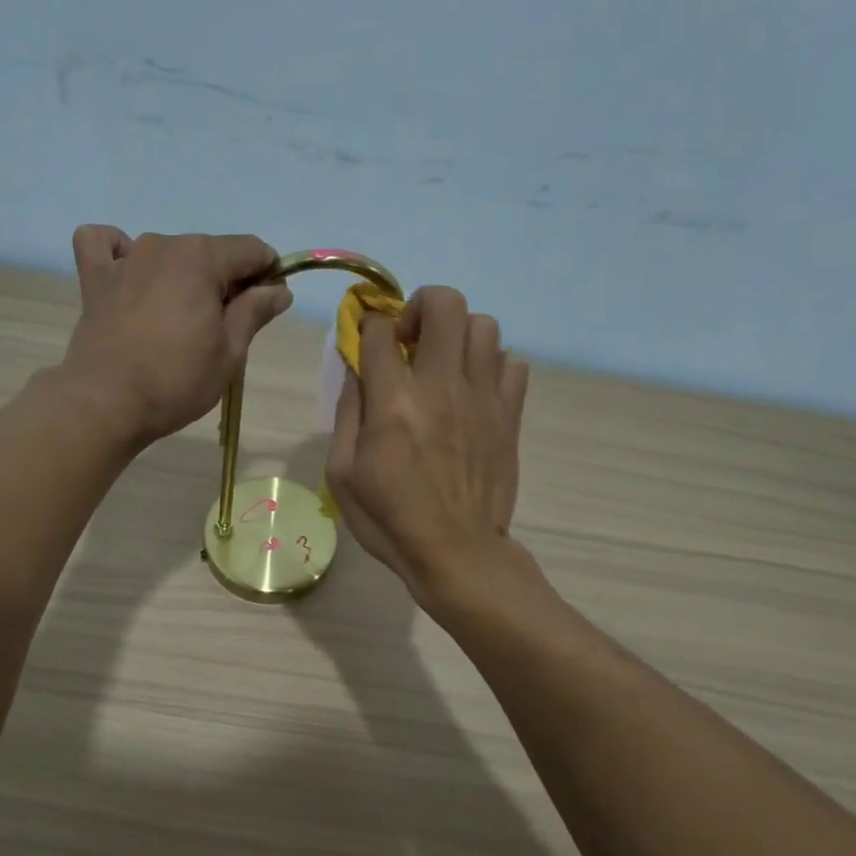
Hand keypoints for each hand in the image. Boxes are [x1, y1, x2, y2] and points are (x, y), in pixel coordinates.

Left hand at [60, 225, 291, 443]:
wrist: (107, 402)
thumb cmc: (177, 381)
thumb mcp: (229, 352)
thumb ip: (255, 312)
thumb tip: (280, 290)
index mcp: (202, 258)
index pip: (251, 250)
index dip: (268, 275)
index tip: (268, 307)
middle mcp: (163, 245)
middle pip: (210, 252)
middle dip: (226, 281)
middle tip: (225, 329)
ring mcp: (125, 258)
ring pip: (167, 253)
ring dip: (182, 276)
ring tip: (179, 320)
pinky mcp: (95, 279)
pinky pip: (105, 245)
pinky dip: (119, 252)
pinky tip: (129, 275)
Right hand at [326, 286, 530, 602]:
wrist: (456, 552)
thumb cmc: (390, 519)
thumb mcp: (342, 474)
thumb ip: (348, 413)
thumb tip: (356, 369)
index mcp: (393, 400)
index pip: (379, 328)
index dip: (368, 325)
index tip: (367, 340)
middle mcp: (441, 384)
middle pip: (444, 303)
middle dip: (421, 307)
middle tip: (411, 341)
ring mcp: (482, 397)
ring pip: (483, 325)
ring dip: (458, 335)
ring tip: (445, 365)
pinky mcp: (509, 415)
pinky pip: (513, 362)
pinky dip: (493, 365)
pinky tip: (476, 390)